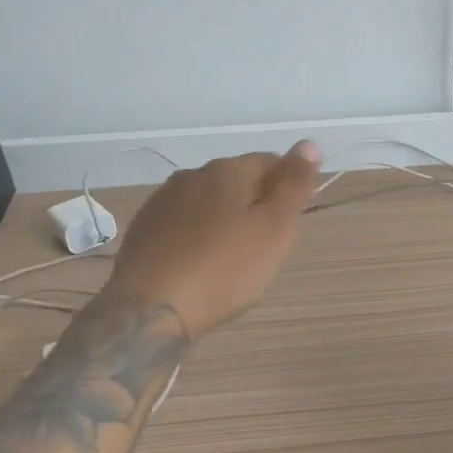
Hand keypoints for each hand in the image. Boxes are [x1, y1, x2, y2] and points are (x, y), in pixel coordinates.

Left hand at [103, 142, 322, 336]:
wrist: (151, 309)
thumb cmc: (224, 269)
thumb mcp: (275, 229)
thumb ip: (294, 185)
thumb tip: (310, 144)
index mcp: (227, 170)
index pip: (270, 162)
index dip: (288, 187)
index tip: (292, 220)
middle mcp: (192, 175)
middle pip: (237, 182)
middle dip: (255, 204)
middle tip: (265, 246)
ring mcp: (162, 201)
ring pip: (208, 202)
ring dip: (224, 219)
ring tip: (232, 258)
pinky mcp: (143, 229)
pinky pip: (182, 224)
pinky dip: (197, 236)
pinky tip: (200, 264)